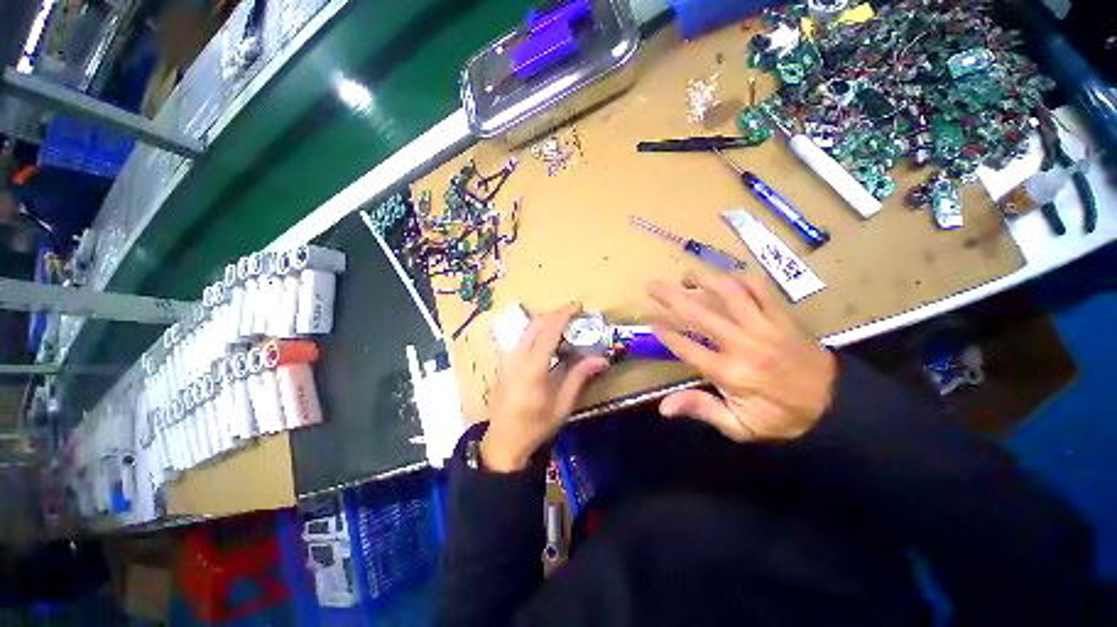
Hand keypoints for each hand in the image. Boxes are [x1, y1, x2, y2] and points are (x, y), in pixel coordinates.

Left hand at [481, 303, 610, 471]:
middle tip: (573, 318)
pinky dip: (534, 333)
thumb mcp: (562, 405)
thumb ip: (580, 377)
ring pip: (526, 329)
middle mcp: (516, 357)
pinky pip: (519, 338)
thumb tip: (603, 359)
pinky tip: (544, 344)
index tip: (578, 305)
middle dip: (555, 315)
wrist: (503, 443)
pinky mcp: (502, 363)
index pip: (549, 330)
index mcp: (533, 368)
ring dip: (544, 322)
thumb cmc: (536, 426)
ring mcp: (506, 359)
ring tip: (561, 329)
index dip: (564, 313)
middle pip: (535, 323)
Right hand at [647, 273, 836, 441]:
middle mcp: (743, 344)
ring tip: (686, 278)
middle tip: (652, 285)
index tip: (651, 322)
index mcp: (730, 373)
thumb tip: (663, 407)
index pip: (687, 348)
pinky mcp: (782, 318)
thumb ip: (701, 410)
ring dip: (704, 280)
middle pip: (699, 314)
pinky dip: (739, 279)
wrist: (837, 407)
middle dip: (670, 297)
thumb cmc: (782, 419)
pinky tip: (725, 280)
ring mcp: (765, 327)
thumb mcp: (739, 427)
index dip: (666, 333)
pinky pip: (760, 289)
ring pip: (729, 293)